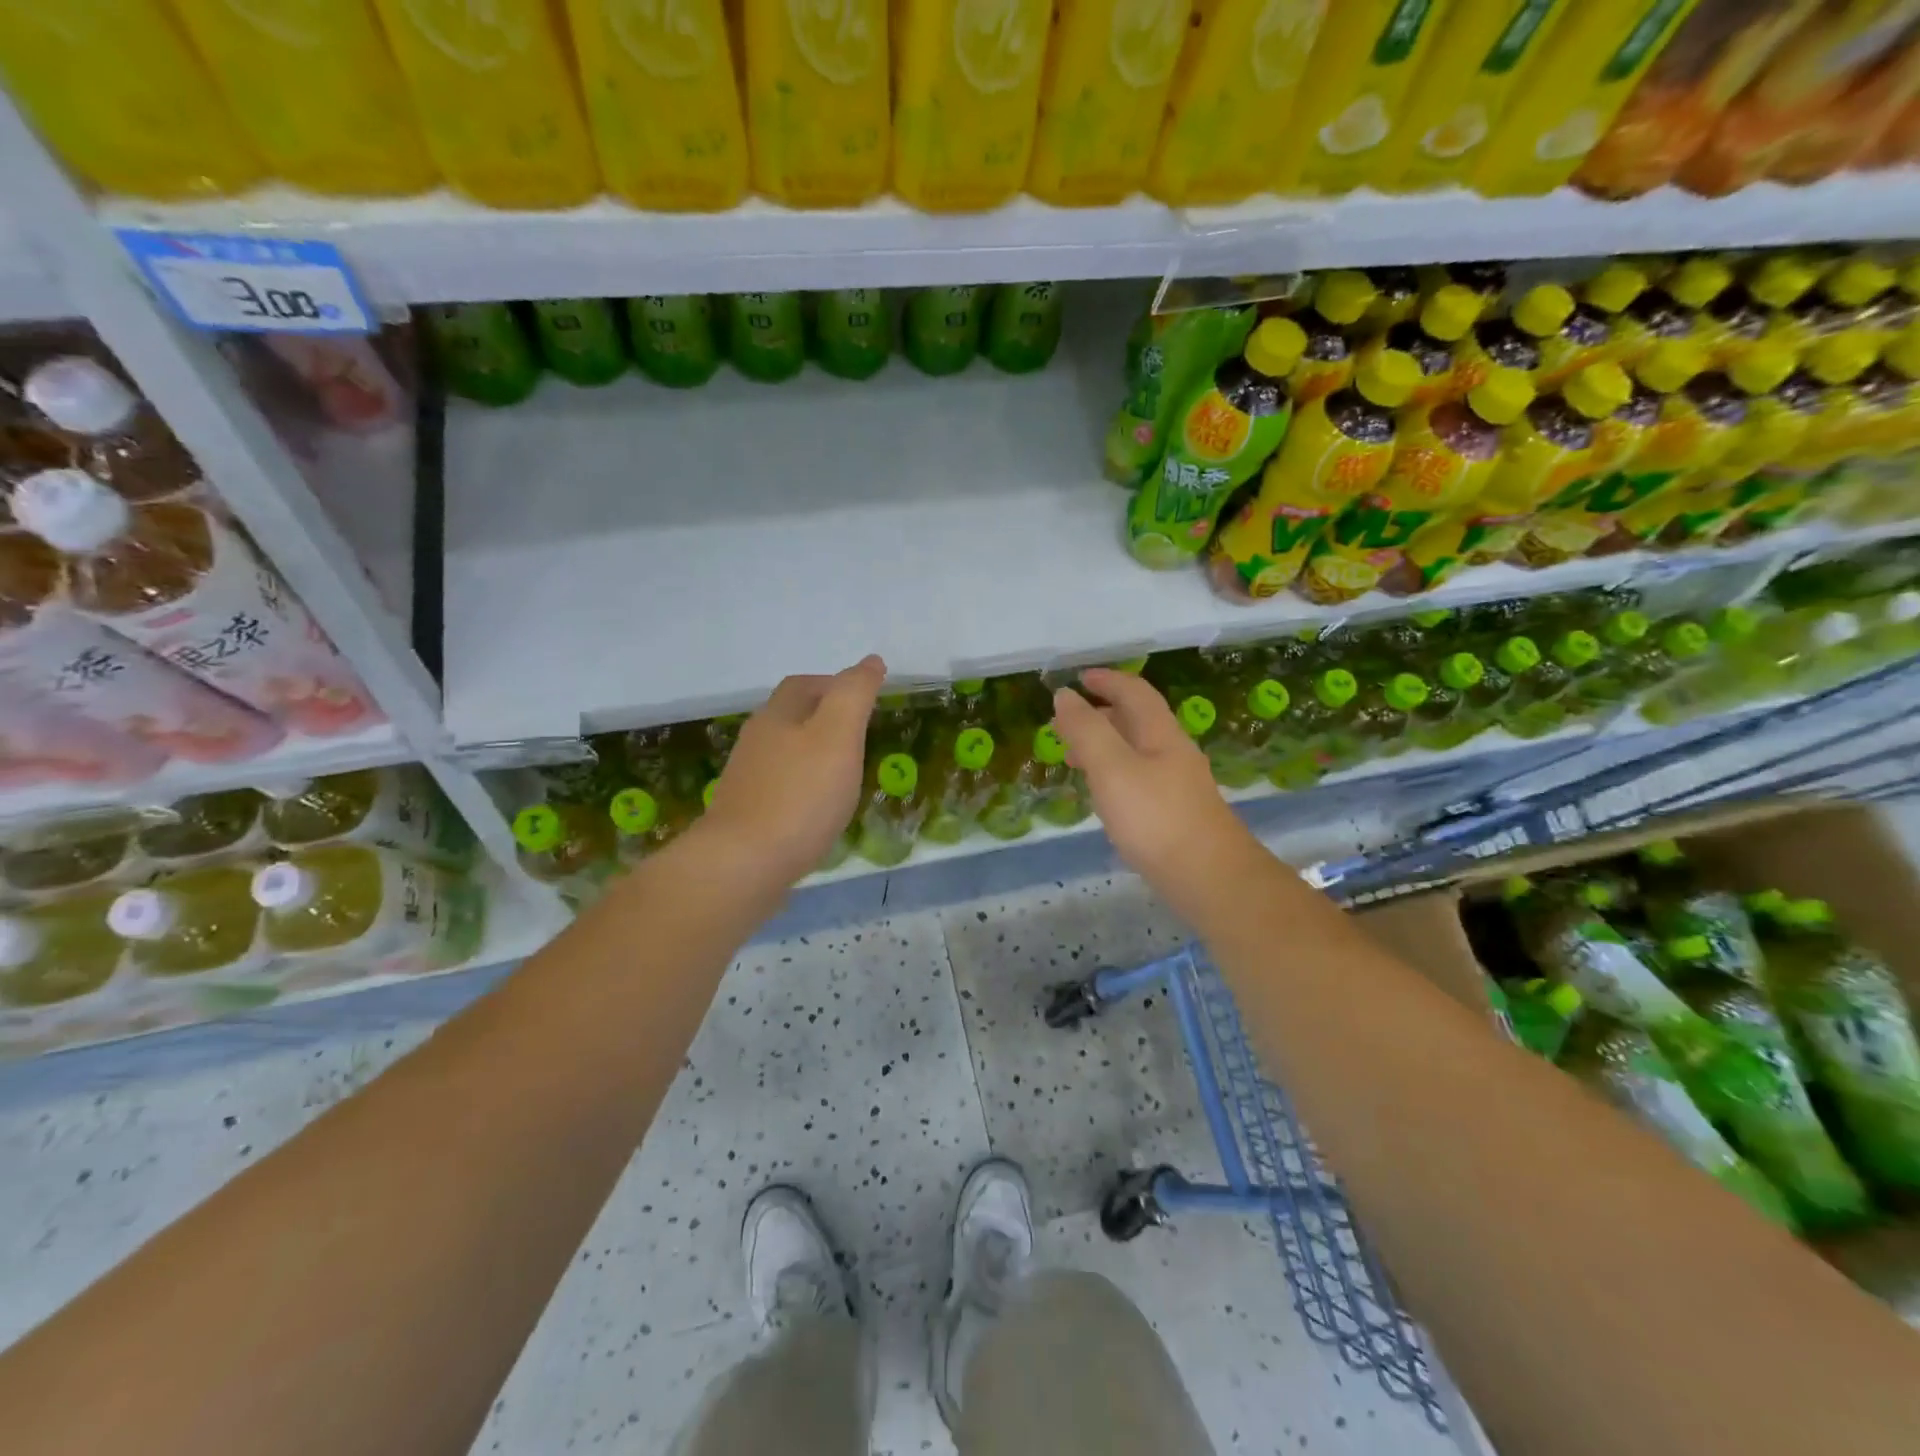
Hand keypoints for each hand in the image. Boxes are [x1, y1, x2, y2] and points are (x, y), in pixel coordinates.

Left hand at [701, 655, 884, 884]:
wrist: (744, 864)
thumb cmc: (800, 795)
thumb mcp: (838, 734)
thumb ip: (854, 694)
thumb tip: (871, 661)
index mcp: (776, 717)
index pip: (803, 685)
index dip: (834, 684)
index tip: (865, 700)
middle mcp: (756, 742)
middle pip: (790, 717)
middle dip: (823, 718)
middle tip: (859, 735)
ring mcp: (747, 781)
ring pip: (784, 754)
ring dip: (813, 755)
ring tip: (844, 773)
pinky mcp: (746, 816)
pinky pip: (780, 789)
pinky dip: (803, 789)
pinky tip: (819, 810)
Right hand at [1052, 668, 1266, 924]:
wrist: (1210, 878)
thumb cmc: (1156, 819)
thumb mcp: (1113, 769)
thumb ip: (1086, 731)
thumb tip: (1064, 695)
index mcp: (1161, 734)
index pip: (1135, 692)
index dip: (1107, 680)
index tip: (1079, 678)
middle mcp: (1173, 753)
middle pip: (1138, 721)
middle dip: (1102, 714)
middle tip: (1067, 721)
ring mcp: (1178, 785)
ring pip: (1137, 752)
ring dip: (1106, 745)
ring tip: (1074, 758)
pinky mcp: (1176, 814)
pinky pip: (1139, 778)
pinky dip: (1114, 774)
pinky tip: (1104, 796)